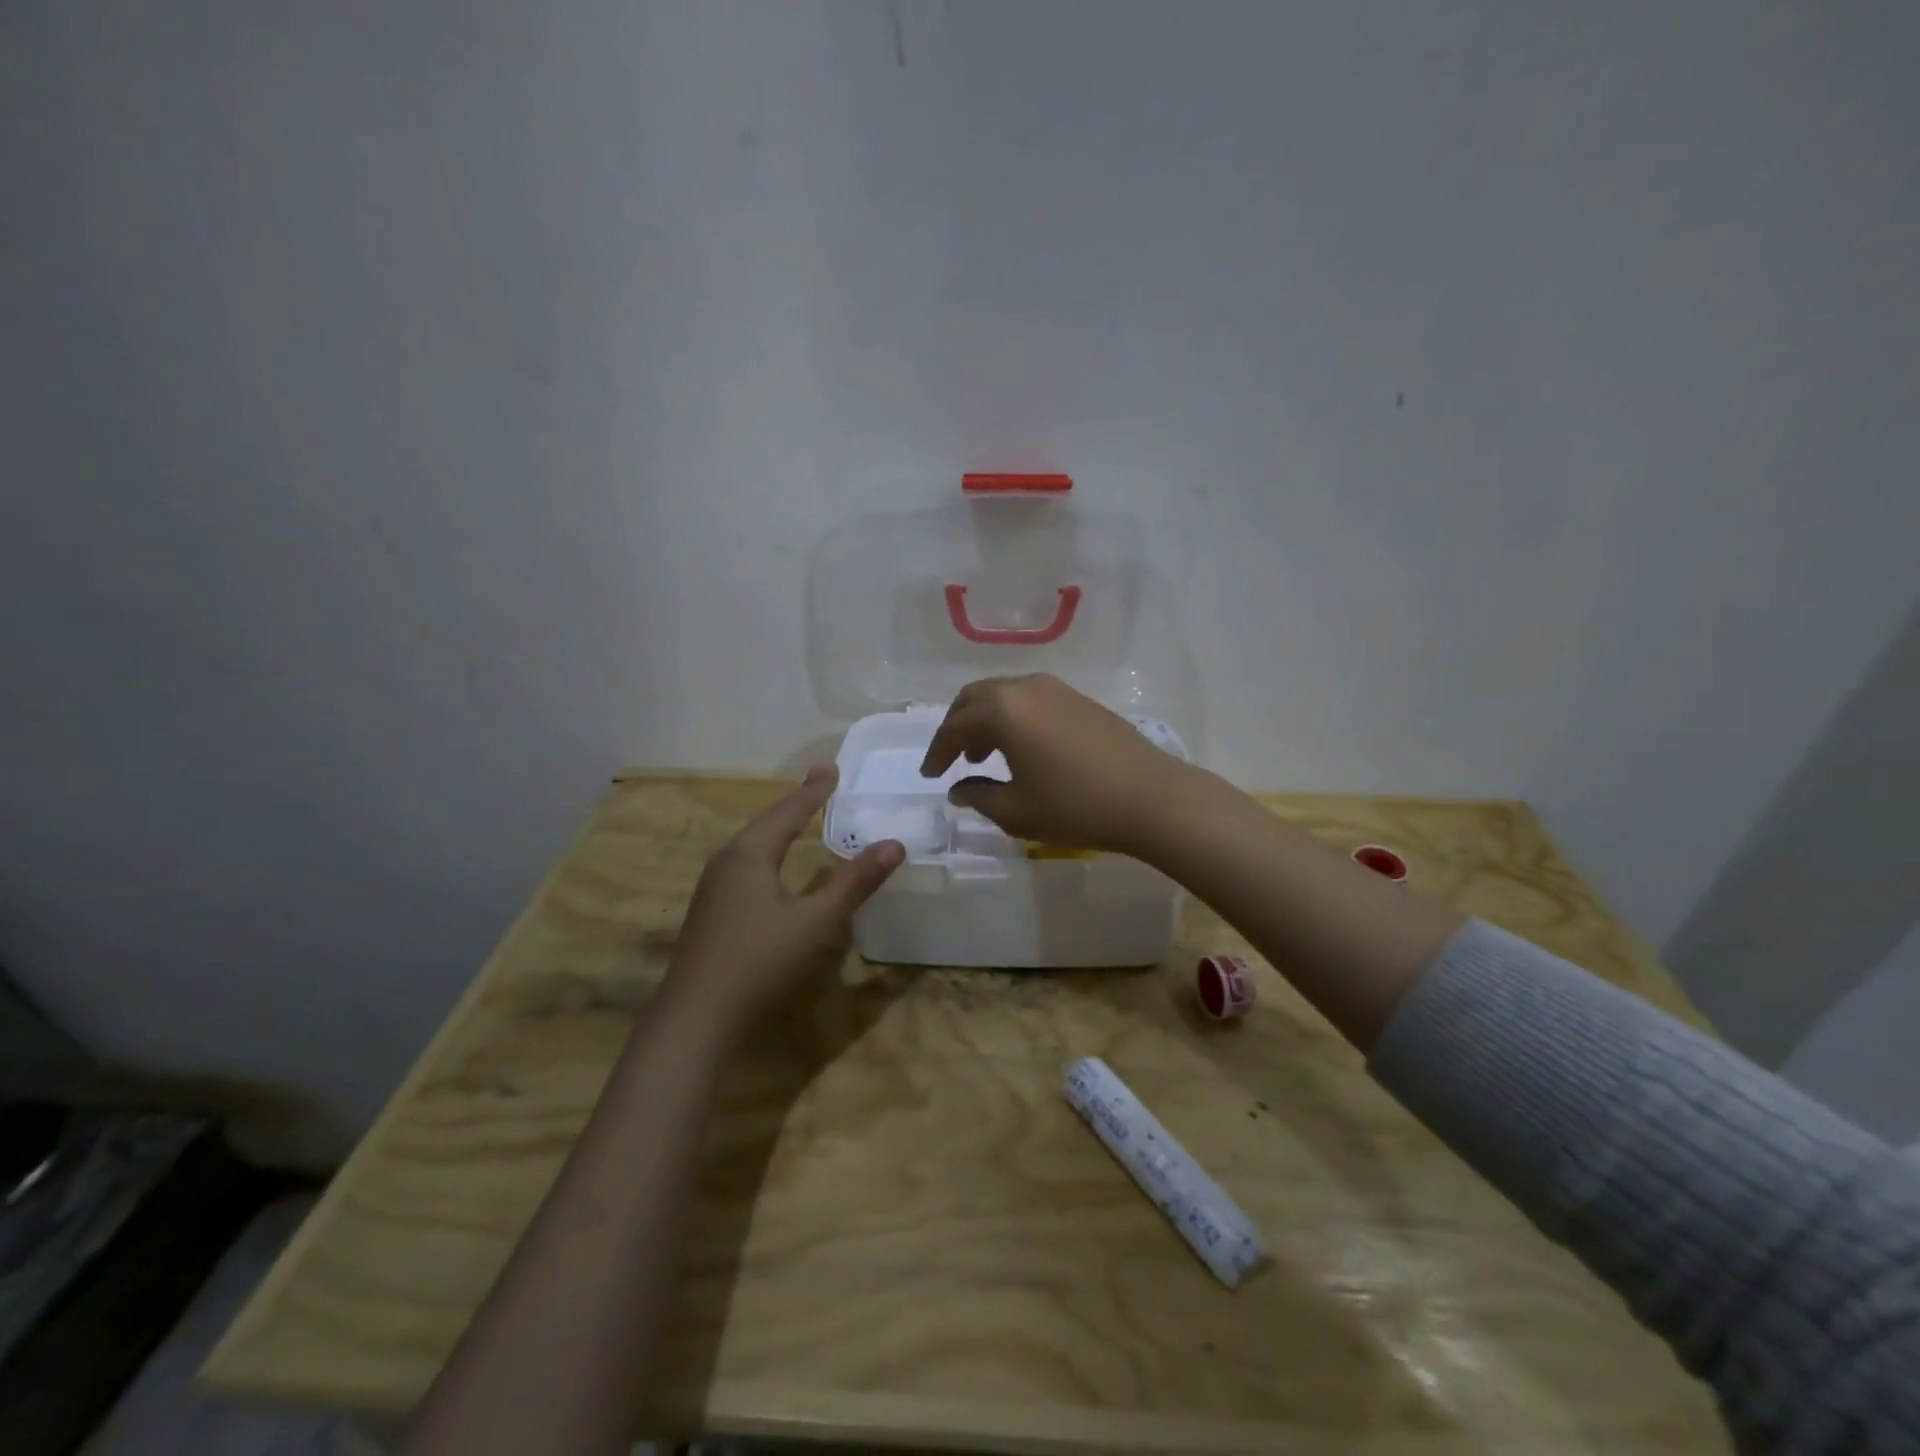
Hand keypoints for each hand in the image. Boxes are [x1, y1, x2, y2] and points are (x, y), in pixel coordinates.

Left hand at [661, 766, 902, 1037]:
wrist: (695, 1018)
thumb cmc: (760, 962)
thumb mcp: (817, 921)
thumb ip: (855, 882)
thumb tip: (894, 844)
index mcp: (750, 853)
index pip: (789, 810)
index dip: (814, 790)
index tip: (833, 767)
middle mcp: (727, 861)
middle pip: (767, 821)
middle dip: (796, 802)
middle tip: (821, 784)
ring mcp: (713, 886)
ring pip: (752, 843)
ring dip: (779, 826)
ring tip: (800, 816)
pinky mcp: (711, 910)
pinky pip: (745, 863)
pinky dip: (768, 850)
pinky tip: (773, 865)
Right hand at [918, 674, 1193, 853]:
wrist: (1152, 798)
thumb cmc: (1076, 806)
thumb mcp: (1017, 811)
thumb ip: (979, 796)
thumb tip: (959, 790)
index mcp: (1003, 710)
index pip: (954, 726)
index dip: (937, 752)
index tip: (930, 775)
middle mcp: (1025, 687)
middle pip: (975, 698)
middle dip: (957, 727)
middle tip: (951, 759)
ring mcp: (1056, 689)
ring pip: (1004, 695)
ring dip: (986, 721)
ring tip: (983, 755)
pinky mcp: (1079, 699)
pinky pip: (1029, 699)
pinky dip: (1013, 718)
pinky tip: (1022, 748)